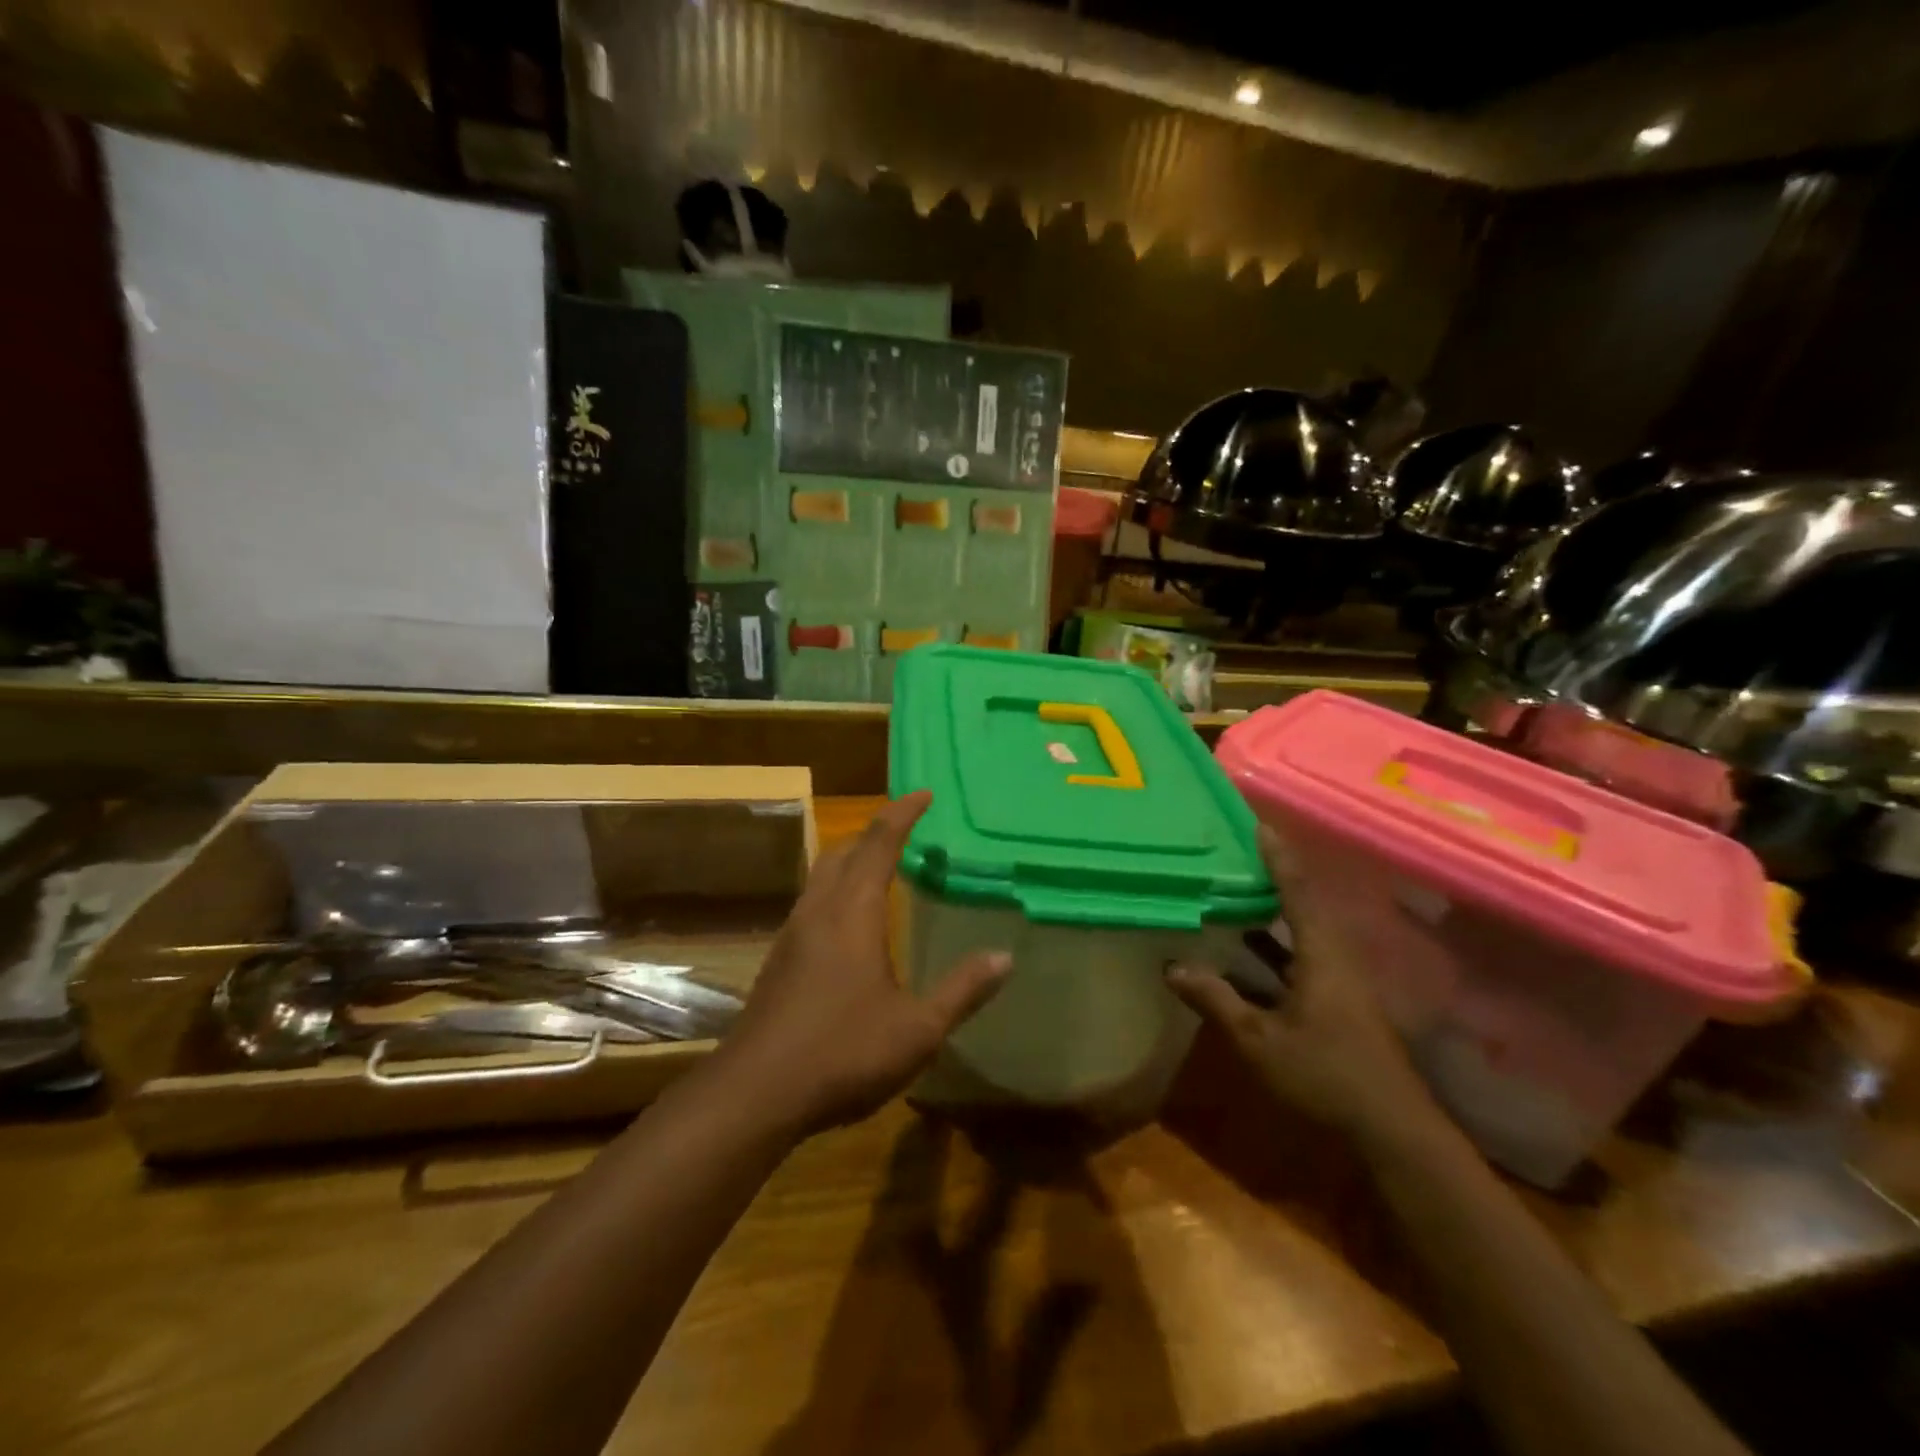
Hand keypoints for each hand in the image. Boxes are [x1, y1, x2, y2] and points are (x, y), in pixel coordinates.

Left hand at [719, 791, 1009, 1134]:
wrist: (755, 1093)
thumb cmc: (842, 1053)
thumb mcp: (917, 1029)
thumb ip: (962, 990)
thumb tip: (1005, 957)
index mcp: (852, 912)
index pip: (879, 843)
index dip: (902, 813)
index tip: (924, 793)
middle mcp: (818, 911)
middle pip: (843, 850)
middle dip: (874, 832)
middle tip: (907, 830)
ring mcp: (792, 935)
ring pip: (821, 875)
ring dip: (851, 860)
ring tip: (882, 869)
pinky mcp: (778, 960)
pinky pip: (812, 903)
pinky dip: (837, 890)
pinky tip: (850, 924)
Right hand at [1167, 821, 1442, 1148]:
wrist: (1391, 1131)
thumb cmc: (1325, 1075)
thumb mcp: (1259, 1039)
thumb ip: (1215, 999)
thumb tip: (1171, 966)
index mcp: (1322, 955)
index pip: (1297, 891)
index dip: (1277, 857)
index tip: (1259, 824)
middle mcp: (1335, 958)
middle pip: (1303, 904)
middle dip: (1273, 875)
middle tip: (1238, 851)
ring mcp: (1340, 982)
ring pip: (1303, 932)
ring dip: (1272, 911)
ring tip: (1235, 889)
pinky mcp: (1339, 1002)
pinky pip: (1302, 956)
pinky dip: (1275, 945)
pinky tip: (1247, 949)